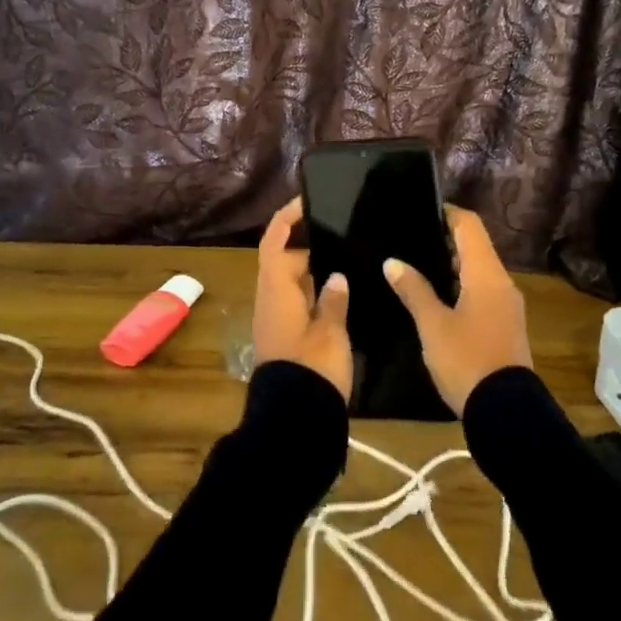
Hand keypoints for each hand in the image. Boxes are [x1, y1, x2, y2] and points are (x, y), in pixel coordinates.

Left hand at [252, 197, 352, 399]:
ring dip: (314, 271)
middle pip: (284, 261)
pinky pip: (299, 304)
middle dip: (309, 246)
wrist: (295, 419)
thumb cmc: (312, 366)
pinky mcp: (287, 339)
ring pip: (293, 284)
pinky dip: (316, 293)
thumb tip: (334, 276)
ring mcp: (277, 321)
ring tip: (348, 257)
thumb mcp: (330, 330)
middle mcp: (271, 301)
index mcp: (276, 290)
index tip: (306, 201)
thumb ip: (333, 300)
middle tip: (342, 235)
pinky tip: (343, 294)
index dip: (286, 219)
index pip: (275, 242)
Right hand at [384, 207, 530, 413]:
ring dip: (452, 263)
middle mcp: (502, 282)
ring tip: (416, 264)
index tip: (420, 210)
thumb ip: (413, 290)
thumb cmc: (466, 360)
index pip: (469, 225)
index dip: (446, 213)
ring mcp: (506, 305)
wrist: (506, 411)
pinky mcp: (504, 324)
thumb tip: (392, 262)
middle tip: (409, 238)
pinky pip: (482, 290)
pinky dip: (460, 284)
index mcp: (486, 275)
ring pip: (478, 270)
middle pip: (475, 246)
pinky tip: (436, 295)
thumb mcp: (433, 325)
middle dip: (444, 239)